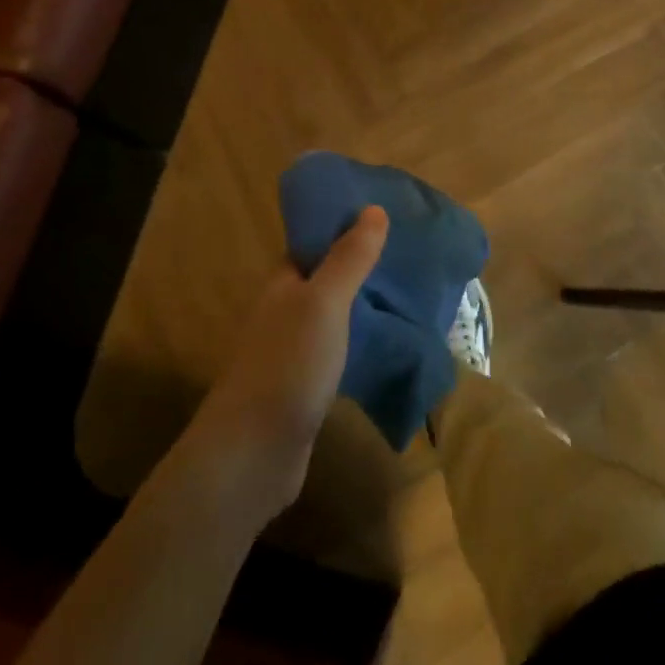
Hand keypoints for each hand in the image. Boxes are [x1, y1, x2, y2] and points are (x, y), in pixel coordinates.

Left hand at [191, 206, 388, 515]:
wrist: (253, 454)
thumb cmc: (288, 365)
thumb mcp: (323, 303)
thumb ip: (348, 258)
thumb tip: (374, 209)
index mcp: (283, 283)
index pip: (313, 242)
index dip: (344, 226)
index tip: (386, 215)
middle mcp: (285, 311)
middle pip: (326, 277)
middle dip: (362, 265)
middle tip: (411, 253)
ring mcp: (294, 351)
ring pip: (335, 315)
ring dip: (365, 304)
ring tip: (412, 292)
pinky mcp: (307, 386)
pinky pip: (340, 350)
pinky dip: (363, 340)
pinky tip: (393, 342)